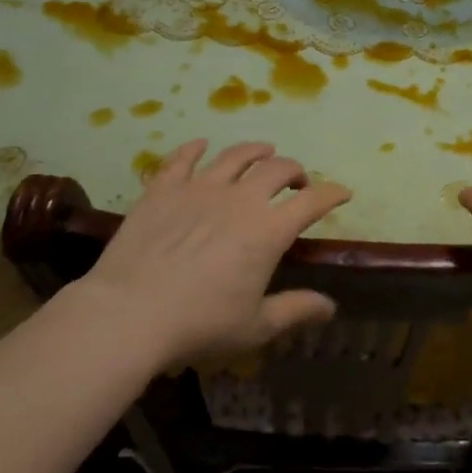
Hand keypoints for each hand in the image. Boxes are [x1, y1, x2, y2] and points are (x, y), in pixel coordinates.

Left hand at [82, 139, 349, 365]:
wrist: (128, 314)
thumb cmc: (198, 325)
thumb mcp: (255, 327)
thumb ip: (296, 310)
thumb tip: (331, 307)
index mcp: (269, 231)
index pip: (312, 201)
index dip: (333, 193)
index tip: (343, 192)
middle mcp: (241, 199)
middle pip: (277, 169)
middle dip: (295, 171)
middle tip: (297, 180)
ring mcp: (200, 188)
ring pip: (235, 156)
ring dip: (256, 151)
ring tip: (263, 152)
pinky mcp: (163, 189)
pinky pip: (182, 159)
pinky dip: (194, 148)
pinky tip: (200, 145)